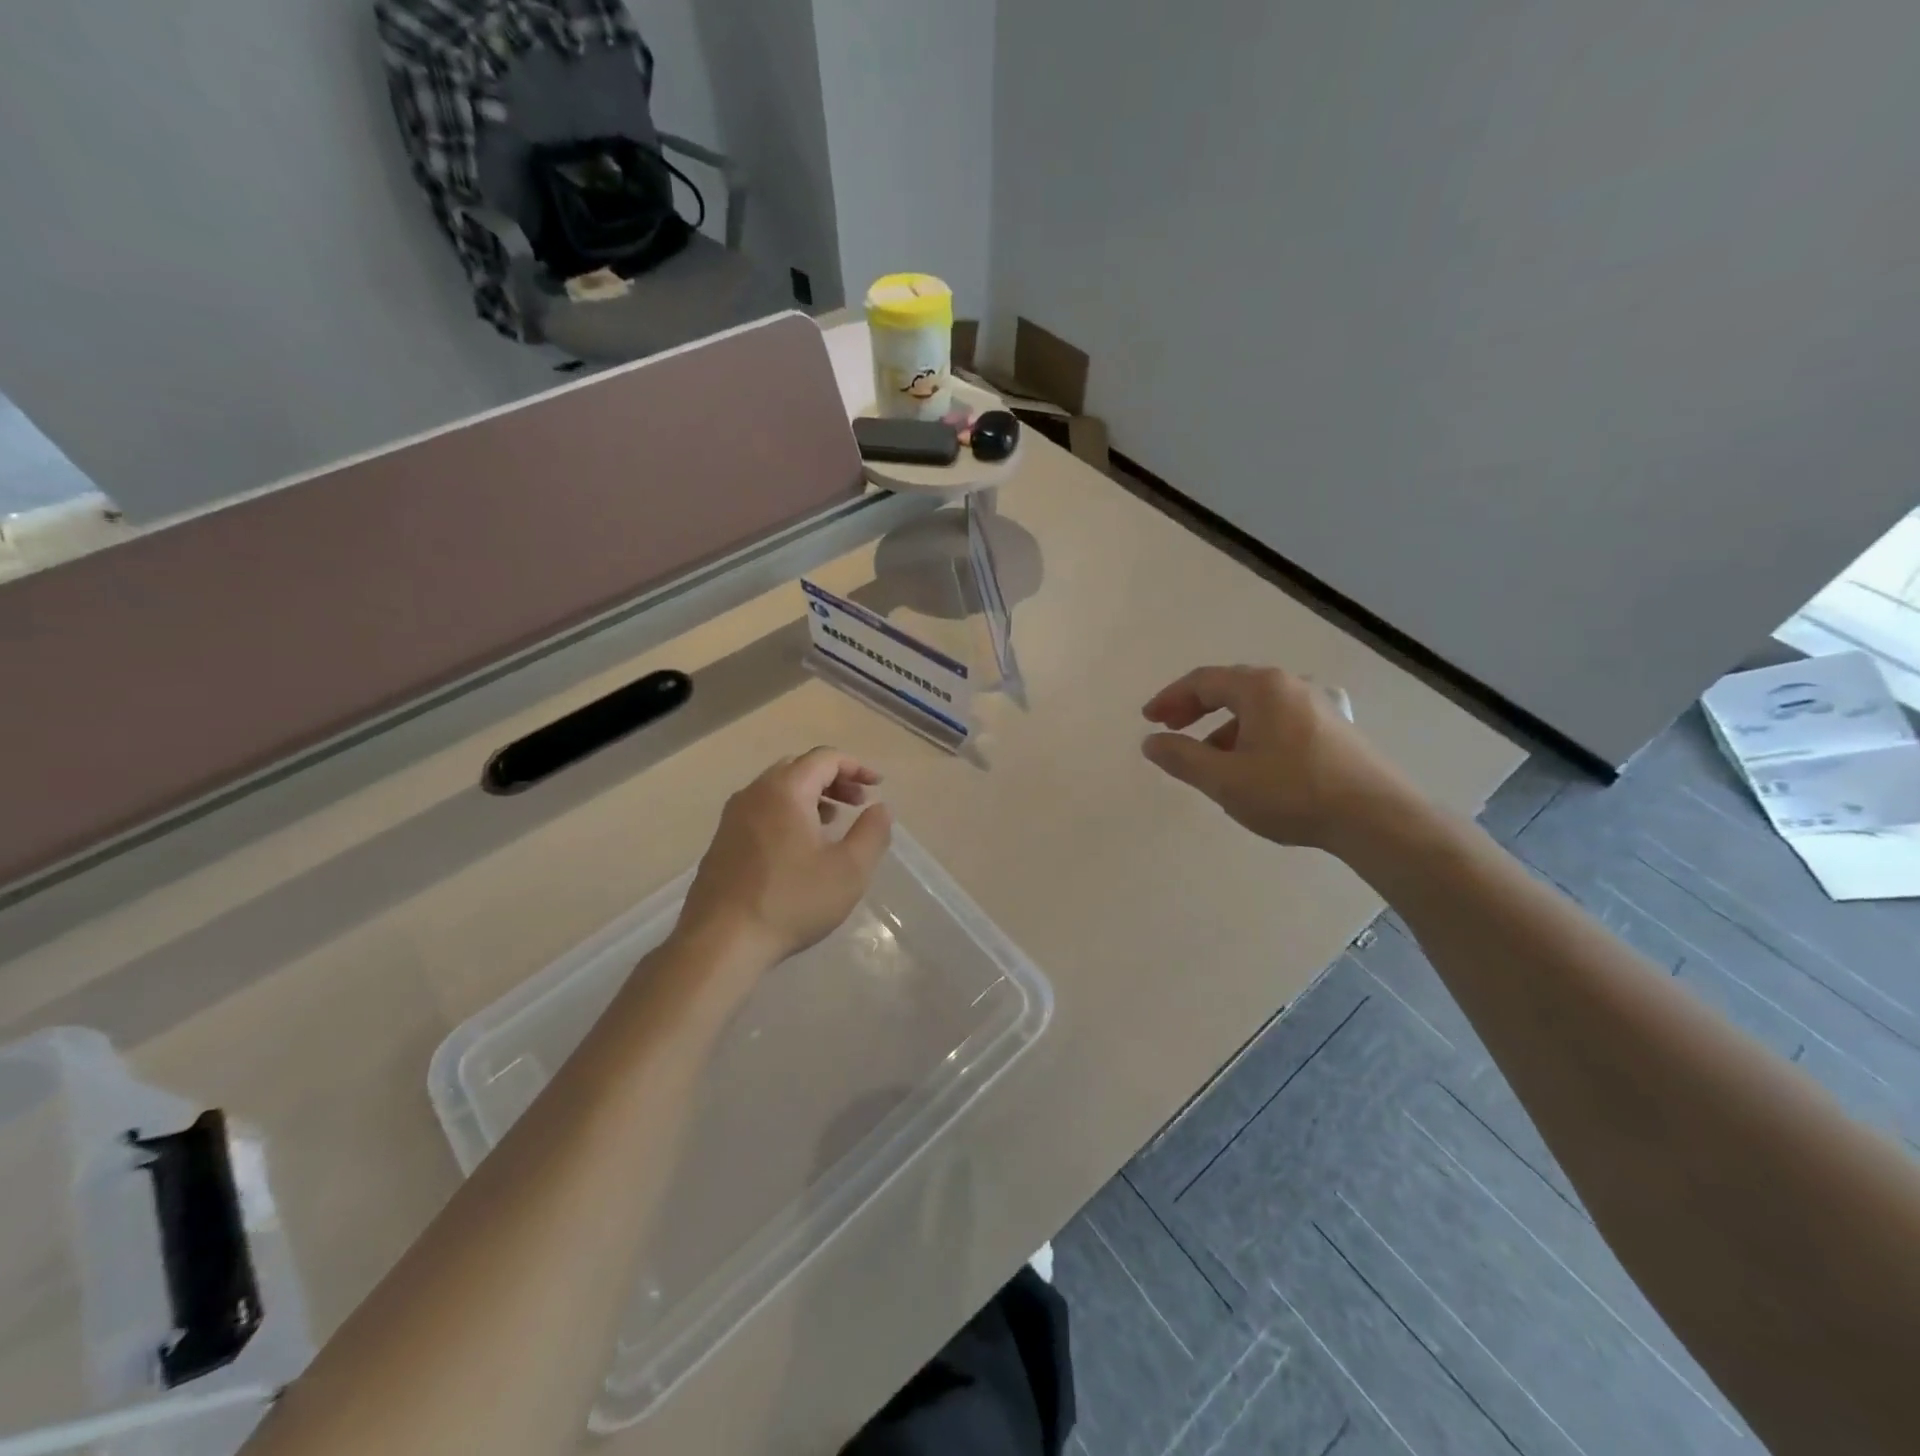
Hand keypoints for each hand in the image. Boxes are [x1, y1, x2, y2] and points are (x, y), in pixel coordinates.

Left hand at [676, 748, 892, 969]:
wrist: (720, 942)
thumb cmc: (791, 901)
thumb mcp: (849, 870)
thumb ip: (872, 832)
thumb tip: (879, 808)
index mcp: (785, 790)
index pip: (825, 758)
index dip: (856, 767)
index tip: (878, 786)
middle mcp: (754, 793)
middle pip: (799, 767)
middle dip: (833, 779)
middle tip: (857, 803)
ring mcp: (732, 817)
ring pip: (777, 790)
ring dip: (810, 796)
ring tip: (832, 823)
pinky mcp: (722, 842)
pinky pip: (761, 811)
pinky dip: (788, 813)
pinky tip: (799, 848)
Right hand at [1141, 665, 1415, 850]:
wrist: (1376, 817)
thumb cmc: (1292, 792)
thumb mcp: (1225, 779)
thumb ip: (1182, 758)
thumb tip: (1151, 742)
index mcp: (1260, 688)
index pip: (1202, 681)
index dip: (1170, 699)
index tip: (1149, 720)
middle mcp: (1290, 685)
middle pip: (1230, 687)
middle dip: (1195, 707)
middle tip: (1171, 729)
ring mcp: (1317, 704)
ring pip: (1257, 706)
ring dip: (1224, 725)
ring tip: (1207, 756)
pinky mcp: (1335, 728)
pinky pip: (1280, 720)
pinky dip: (1252, 733)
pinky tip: (1252, 763)